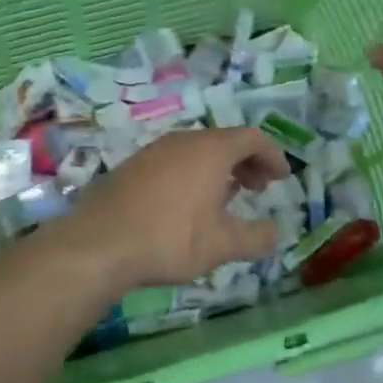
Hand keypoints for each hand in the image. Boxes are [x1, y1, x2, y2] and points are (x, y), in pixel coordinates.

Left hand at [66, 127, 290, 288]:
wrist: (99, 243)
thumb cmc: (170, 238)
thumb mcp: (222, 245)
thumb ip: (256, 238)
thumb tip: (277, 232)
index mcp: (211, 150)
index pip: (252, 138)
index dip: (272, 155)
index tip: (282, 177)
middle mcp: (183, 141)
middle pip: (224, 141)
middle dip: (246, 162)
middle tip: (257, 188)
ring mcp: (154, 151)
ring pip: (196, 150)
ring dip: (218, 169)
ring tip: (225, 198)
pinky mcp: (132, 166)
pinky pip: (173, 161)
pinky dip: (192, 174)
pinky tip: (187, 205)